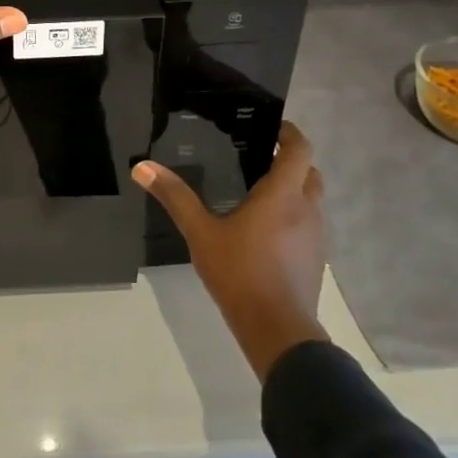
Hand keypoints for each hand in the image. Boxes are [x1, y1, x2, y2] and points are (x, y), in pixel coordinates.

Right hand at [132, 122, 329, 379]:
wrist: (278, 330)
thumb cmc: (240, 273)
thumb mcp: (200, 233)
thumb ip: (174, 197)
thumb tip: (142, 167)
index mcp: (282, 195)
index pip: (299, 150)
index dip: (290, 133)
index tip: (273, 127)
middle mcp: (307, 210)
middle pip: (309, 173)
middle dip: (291, 161)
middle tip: (260, 158)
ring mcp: (316, 237)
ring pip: (311, 200)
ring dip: (294, 190)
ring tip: (260, 193)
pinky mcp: (316, 260)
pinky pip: (309, 225)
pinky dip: (294, 217)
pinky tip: (267, 231)